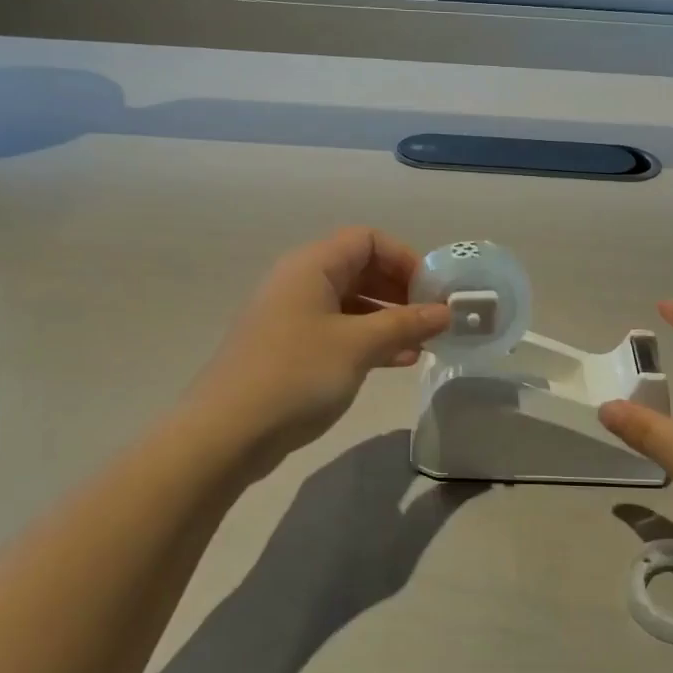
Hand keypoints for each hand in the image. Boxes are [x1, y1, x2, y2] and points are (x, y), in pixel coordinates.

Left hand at [190, 229, 448, 477]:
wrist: (227, 432)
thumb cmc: (296, 375)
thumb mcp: (358, 346)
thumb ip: (405, 324)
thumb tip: (445, 312)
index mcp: (311, 266)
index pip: (367, 240)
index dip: (404, 258)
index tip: (431, 292)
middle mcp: (300, 283)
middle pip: (360, 269)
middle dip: (400, 291)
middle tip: (432, 319)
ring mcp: (293, 317)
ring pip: (352, 304)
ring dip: (389, 319)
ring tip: (423, 343)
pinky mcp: (291, 350)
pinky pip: (339, 332)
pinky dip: (369, 341)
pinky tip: (398, 362)